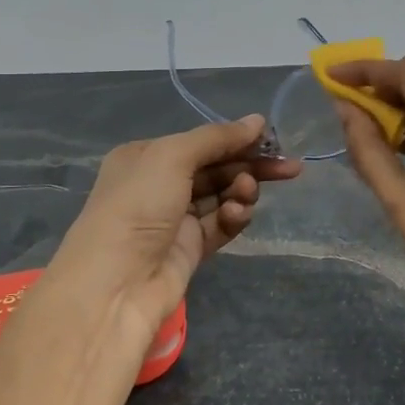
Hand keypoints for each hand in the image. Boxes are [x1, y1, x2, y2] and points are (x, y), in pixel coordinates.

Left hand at [48, 115, 301, 358]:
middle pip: (216, 168)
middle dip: (249, 166)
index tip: (272, 140)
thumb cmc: (138, 205)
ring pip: (221, 196)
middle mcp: (159, 184)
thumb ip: (217, 138)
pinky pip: (220, 226)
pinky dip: (233, 218)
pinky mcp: (189, 249)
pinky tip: (238, 215)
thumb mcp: (172, 157)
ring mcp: (175, 219)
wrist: (116, 282)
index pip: (201, 142)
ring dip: (240, 192)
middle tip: (288, 168)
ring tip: (245, 194)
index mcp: (146, 156)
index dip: (237, 139)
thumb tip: (258, 121)